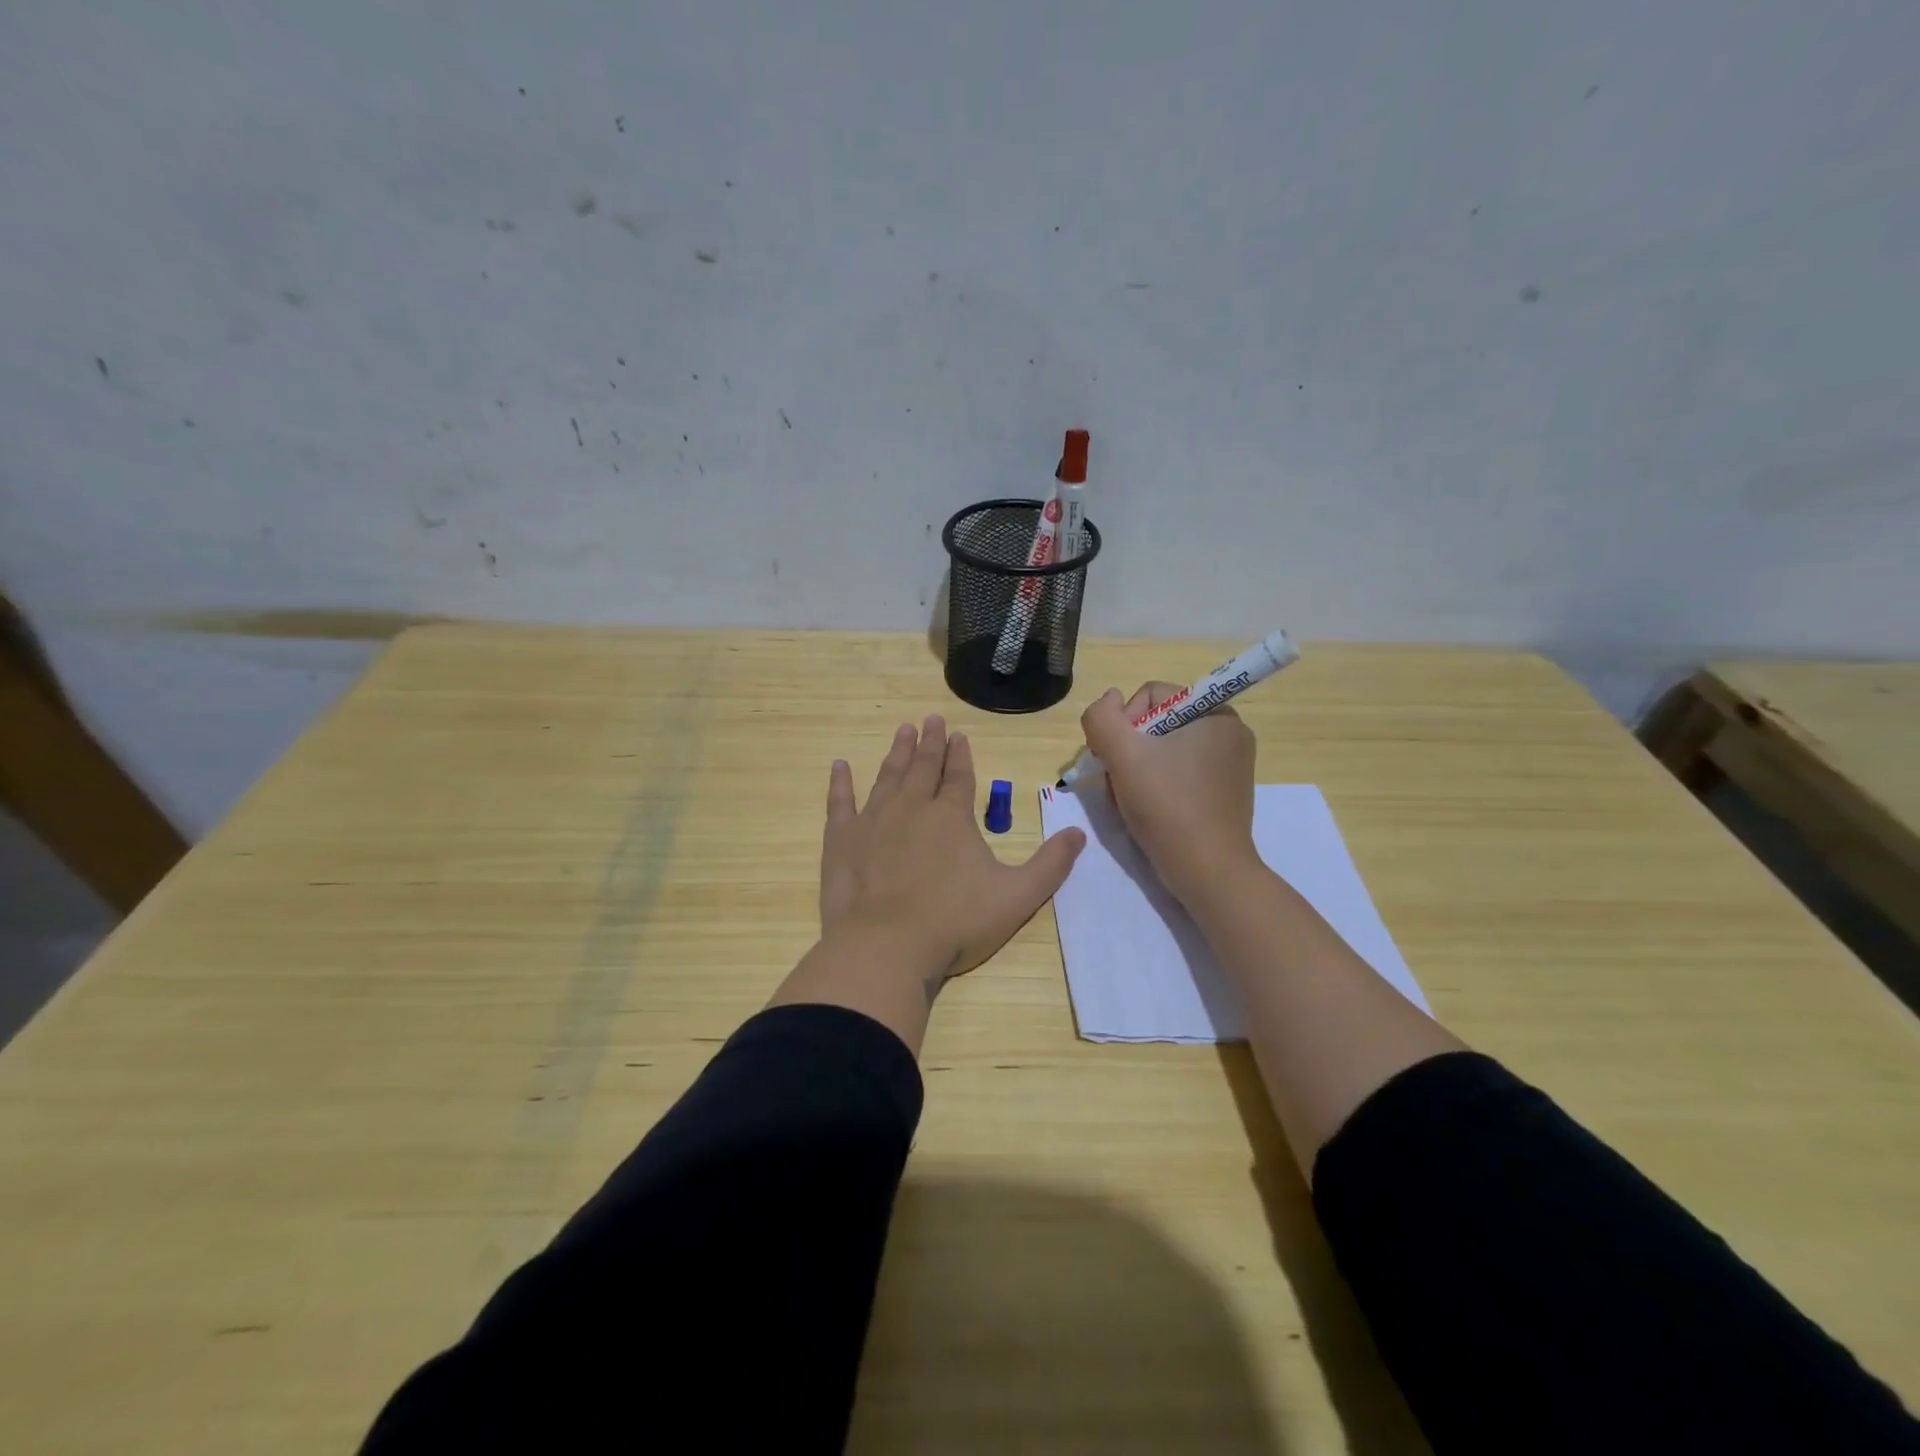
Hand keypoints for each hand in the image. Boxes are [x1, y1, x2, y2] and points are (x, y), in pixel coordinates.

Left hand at [820, 715, 1085, 985]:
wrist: (887, 946)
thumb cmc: (956, 922)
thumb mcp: (1017, 897)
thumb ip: (1050, 865)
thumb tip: (1078, 833)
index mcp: (952, 817)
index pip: (960, 776)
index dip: (961, 755)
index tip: (958, 735)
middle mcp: (912, 808)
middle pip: (923, 767)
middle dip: (929, 743)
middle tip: (929, 719)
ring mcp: (873, 820)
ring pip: (888, 777)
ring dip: (896, 753)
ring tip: (902, 732)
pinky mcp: (841, 840)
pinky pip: (840, 802)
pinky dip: (840, 783)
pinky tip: (839, 765)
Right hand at [1080, 683, 1257, 904]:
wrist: (1207, 872)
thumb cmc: (1167, 807)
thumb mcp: (1122, 754)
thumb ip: (1102, 717)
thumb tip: (1108, 700)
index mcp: (1215, 712)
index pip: (1151, 696)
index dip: (1122, 724)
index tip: (1114, 760)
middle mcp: (1229, 732)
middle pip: (1155, 724)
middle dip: (1128, 751)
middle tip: (1117, 784)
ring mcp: (1229, 764)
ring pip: (1162, 751)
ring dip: (1136, 771)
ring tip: (1129, 801)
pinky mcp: (1224, 792)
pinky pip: (1178, 773)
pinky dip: (1156, 787)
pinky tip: (1146, 810)